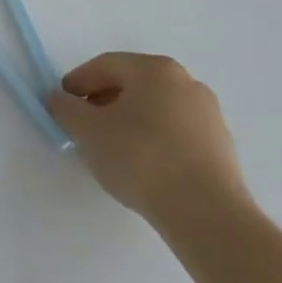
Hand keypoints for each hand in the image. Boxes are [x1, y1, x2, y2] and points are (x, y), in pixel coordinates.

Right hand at [46, 53, 251, 232]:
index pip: (104, 66)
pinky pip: (175, 133)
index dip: (77, 83)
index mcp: (155, 70)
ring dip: (128, 123)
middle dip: (103, 102)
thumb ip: (65, 108)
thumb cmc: (142, 159)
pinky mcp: (222, 148)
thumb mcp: (88, 131)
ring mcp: (209, 116)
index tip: (62, 106)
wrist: (208, 216)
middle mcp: (186, 83)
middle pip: (131, 85)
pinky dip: (154, 141)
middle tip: (84, 127)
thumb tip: (59, 99)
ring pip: (154, 110)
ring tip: (112, 151)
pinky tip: (143, 167)